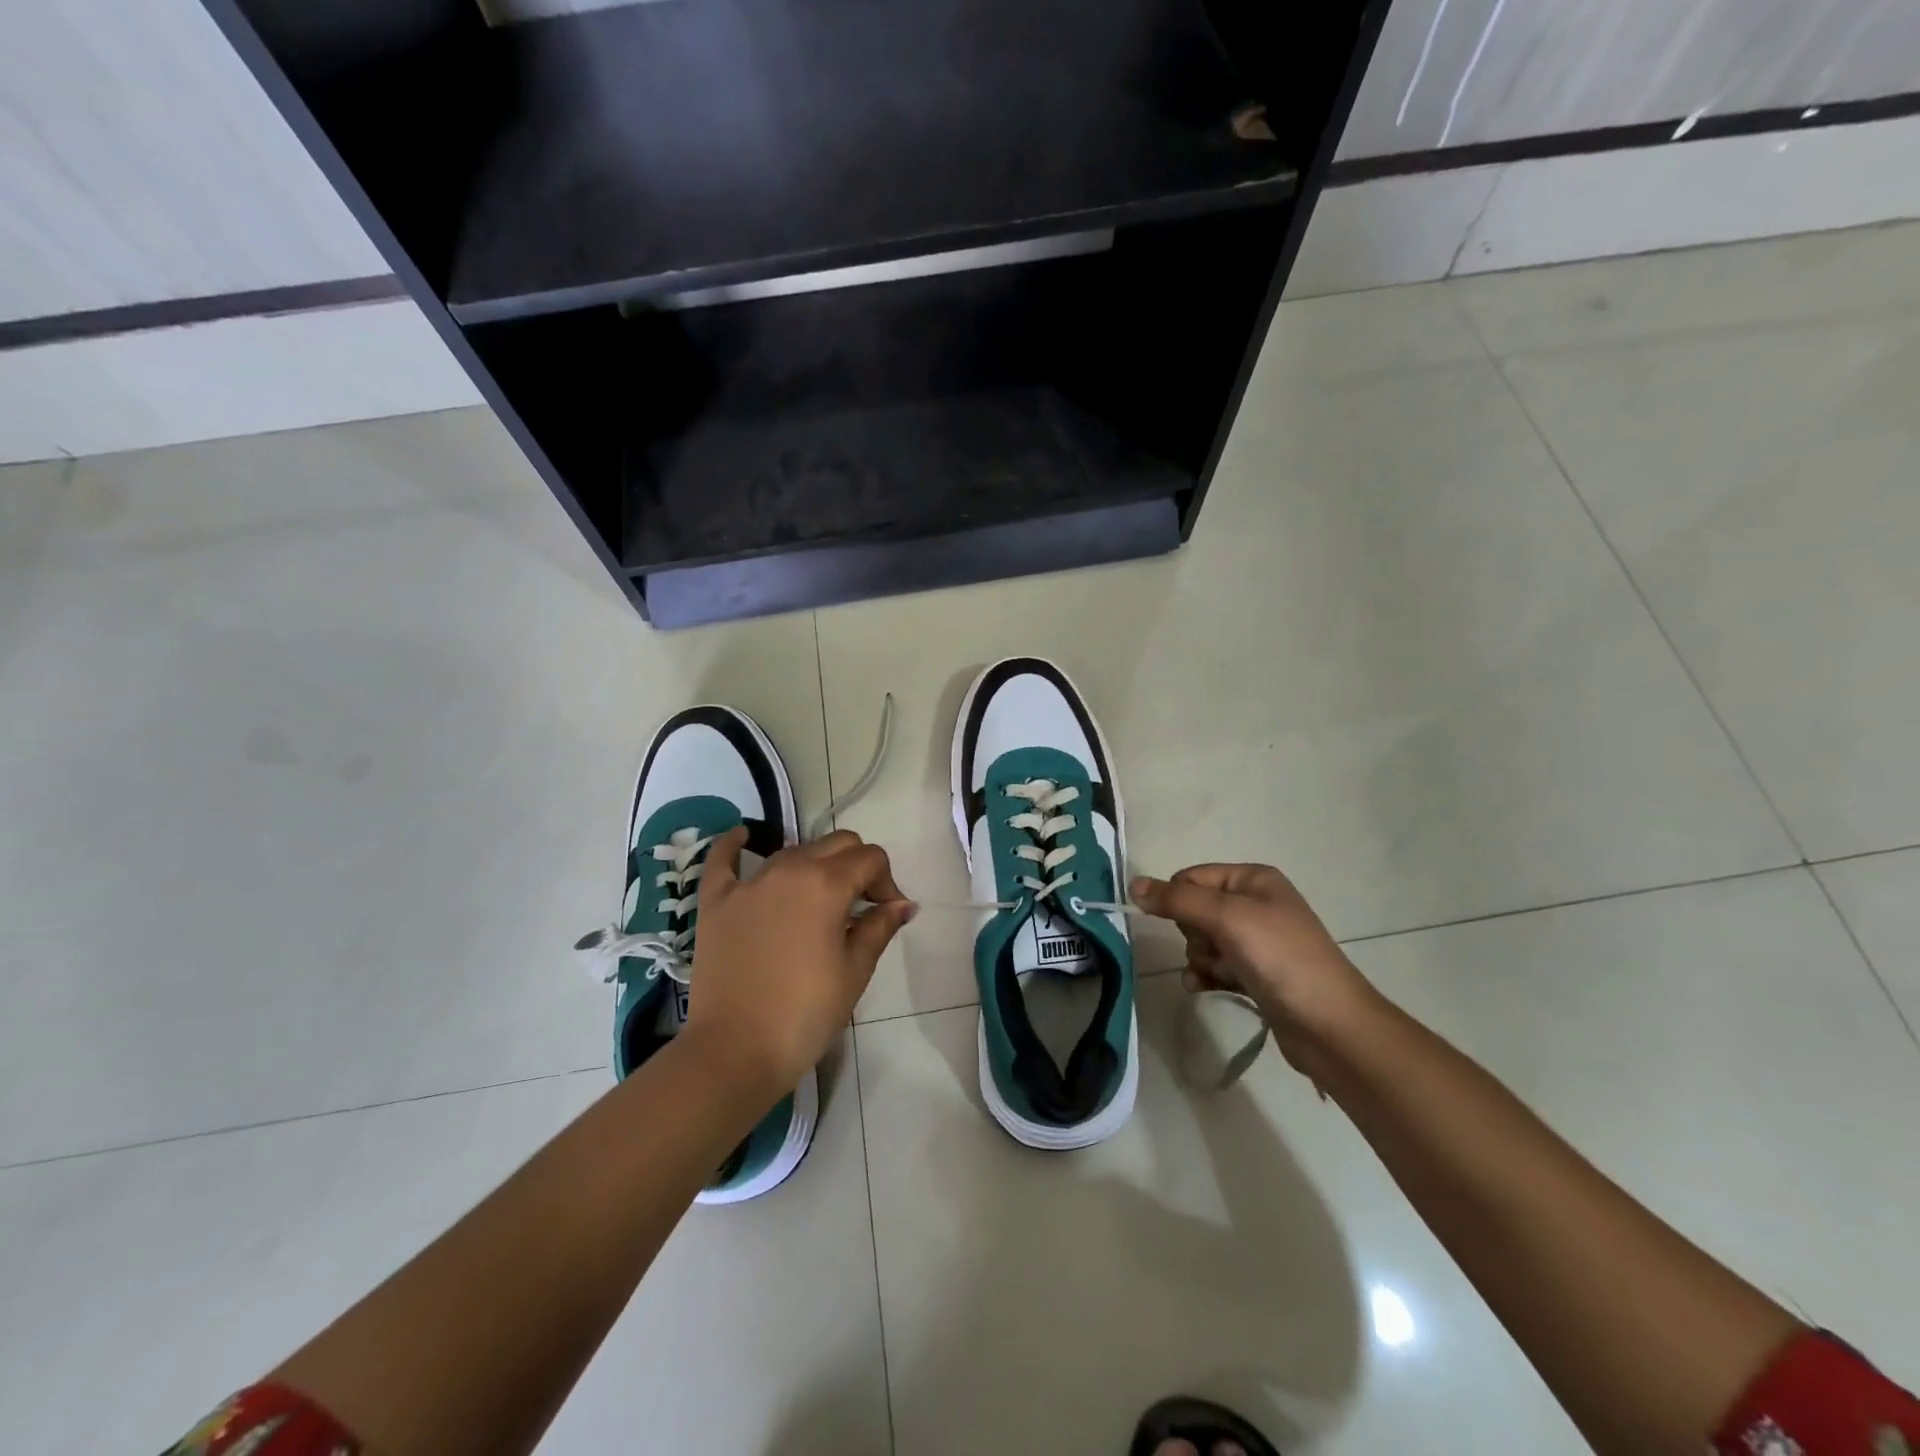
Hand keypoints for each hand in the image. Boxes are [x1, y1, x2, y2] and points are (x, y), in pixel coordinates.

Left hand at [681, 827, 914, 1097]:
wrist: (735, 1053)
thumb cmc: (805, 1014)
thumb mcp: (854, 971)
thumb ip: (879, 927)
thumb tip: (903, 904)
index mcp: (826, 884)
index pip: (870, 858)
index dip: (886, 882)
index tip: (887, 913)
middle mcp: (788, 869)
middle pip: (835, 844)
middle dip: (857, 866)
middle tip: (860, 906)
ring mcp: (748, 883)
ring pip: (793, 851)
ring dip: (815, 865)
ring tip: (820, 901)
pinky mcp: (716, 901)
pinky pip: (722, 859)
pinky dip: (735, 845)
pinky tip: (744, 837)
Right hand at [1130, 864, 1374, 1072]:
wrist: (1331, 1026)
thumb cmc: (1281, 959)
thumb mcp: (1227, 918)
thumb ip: (1177, 900)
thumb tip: (1133, 885)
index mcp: (1254, 880)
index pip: (1193, 877)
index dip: (1179, 900)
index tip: (1182, 925)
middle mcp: (1256, 904)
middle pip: (1195, 910)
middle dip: (1193, 934)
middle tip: (1214, 949)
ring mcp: (1257, 942)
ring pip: (1202, 941)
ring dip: (1200, 959)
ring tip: (1216, 974)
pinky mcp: (1256, 974)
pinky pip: (1214, 966)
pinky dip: (1206, 975)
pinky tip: (1203, 988)